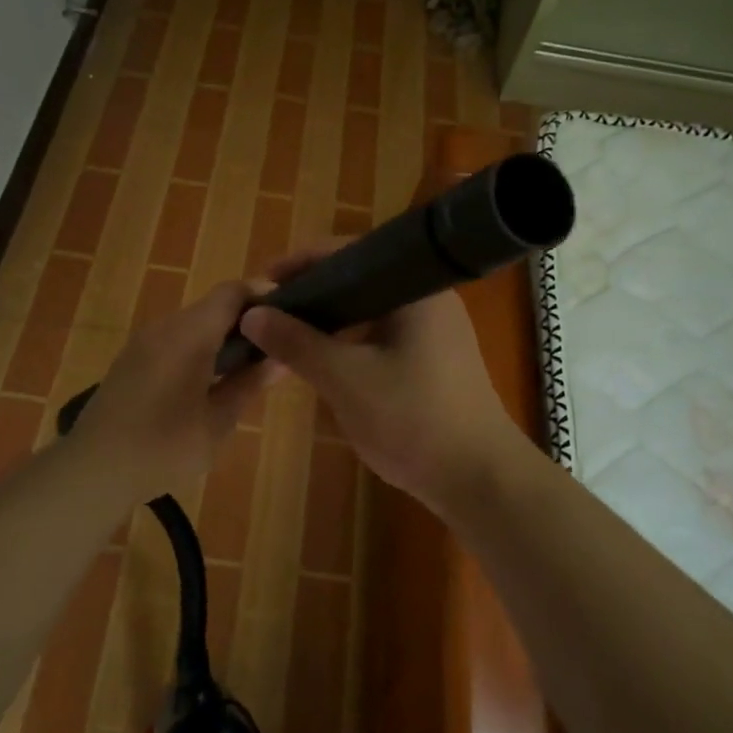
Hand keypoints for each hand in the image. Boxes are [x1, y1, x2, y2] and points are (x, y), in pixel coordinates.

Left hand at [68, 280, 271, 504]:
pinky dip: (196, 349)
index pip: (232, 292)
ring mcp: (143, 342)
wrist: (93, 469)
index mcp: (190, 333)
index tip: (287, 318)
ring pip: (192, 324)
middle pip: (212, 306)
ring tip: (244, 370)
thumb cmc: (164, 446)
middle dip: (245, 322)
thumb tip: (280, 359)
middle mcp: (165, 326)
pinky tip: (206, 382)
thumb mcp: (218, 421)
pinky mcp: (130, 360)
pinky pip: (173, 340)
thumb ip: (249, 384)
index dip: (263, 297)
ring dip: (220, 338)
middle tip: (271, 351)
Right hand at [238, 242, 523, 516]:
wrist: (479, 479)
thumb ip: (297, 343)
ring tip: (289, 333)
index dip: (301, 263)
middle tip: (271, 311)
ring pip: (370, 311)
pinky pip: (382, 335)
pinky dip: (351, 340)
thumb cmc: (413, 419)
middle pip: (359, 280)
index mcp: (412, 288)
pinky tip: (325, 359)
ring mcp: (435, 330)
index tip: (263, 284)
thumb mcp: (345, 379)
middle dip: (313, 293)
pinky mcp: (434, 359)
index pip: (348, 253)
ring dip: (331, 319)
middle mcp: (427, 298)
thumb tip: (252, 314)